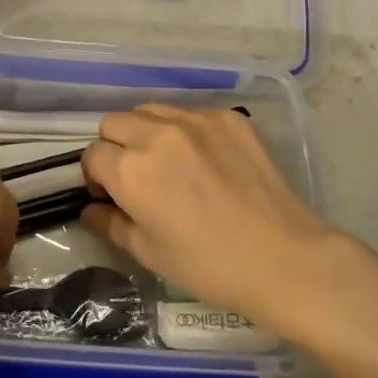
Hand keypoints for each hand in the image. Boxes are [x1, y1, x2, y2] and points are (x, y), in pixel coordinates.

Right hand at [81, 105, 353, 336]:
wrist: (285, 259)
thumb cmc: (209, 266)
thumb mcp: (149, 253)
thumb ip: (110, 224)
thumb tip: (92, 209)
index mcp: (130, 170)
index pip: (92, 155)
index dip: (95, 176)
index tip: (110, 194)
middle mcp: (157, 134)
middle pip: (114, 123)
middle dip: (115, 147)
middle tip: (136, 177)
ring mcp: (196, 121)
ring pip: (150, 111)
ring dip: (146, 132)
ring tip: (168, 163)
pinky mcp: (228, 118)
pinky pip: (190, 114)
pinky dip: (185, 131)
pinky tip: (205, 161)